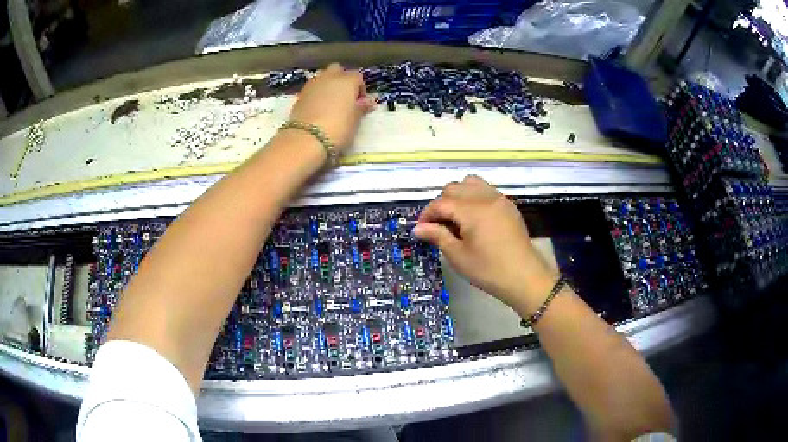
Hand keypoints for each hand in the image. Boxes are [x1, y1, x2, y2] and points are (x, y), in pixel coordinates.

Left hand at [288, 63, 373, 152]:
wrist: (305, 139)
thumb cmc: (337, 128)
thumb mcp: (355, 120)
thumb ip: (361, 107)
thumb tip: (368, 101)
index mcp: (347, 81)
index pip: (357, 76)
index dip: (360, 88)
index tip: (359, 102)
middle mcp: (329, 77)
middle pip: (337, 70)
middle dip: (341, 79)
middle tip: (344, 97)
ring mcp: (312, 85)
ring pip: (322, 77)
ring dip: (327, 85)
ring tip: (329, 102)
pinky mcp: (299, 95)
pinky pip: (311, 89)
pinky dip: (315, 94)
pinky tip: (317, 109)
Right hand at [414, 176, 557, 312]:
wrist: (524, 277)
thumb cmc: (488, 270)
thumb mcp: (458, 256)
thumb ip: (437, 236)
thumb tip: (418, 228)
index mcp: (472, 210)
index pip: (441, 203)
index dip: (427, 214)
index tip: (421, 229)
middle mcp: (485, 197)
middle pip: (454, 188)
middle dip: (442, 204)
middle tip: (439, 226)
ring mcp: (499, 199)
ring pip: (471, 184)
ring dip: (459, 196)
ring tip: (457, 218)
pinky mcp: (508, 205)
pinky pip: (486, 191)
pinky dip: (475, 197)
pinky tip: (475, 219)